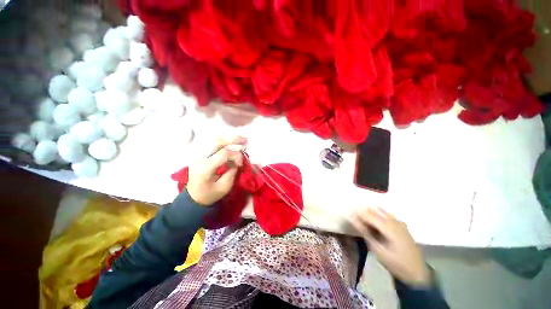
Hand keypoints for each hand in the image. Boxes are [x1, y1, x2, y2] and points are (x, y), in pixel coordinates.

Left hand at [186, 137, 246, 205]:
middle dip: (232, 139)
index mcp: (205, 168)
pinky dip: (223, 141)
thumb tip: (238, 159)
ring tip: (240, 139)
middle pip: (216, 141)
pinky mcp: (199, 154)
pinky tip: (230, 142)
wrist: (193, 197)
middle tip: (245, 139)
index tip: (241, 163)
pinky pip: (211, 143)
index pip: (223, 153)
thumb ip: (232, 170)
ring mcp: (197, 155)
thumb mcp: (225, 186)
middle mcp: (199, 158)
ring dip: (227, 138)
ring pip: (213, 140)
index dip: (236, 155)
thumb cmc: (210, 194)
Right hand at [351, 207, 430, 286]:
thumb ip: (365, 232)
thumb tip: (353, 220)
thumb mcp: (378, 250)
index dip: (358, 213)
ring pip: (383, 212)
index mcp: (389, 227)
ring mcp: (400, 224)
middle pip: (376, 212)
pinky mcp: (403, 227)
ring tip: (362, 213)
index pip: (369, 215)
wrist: (417, 274)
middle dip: (364, 212)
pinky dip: (381, 213)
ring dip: (372, 212)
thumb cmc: (395, 263)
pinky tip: (378, 213)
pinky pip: (389, 215)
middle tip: (353, 213)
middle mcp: (395, 222)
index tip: (348, 212)